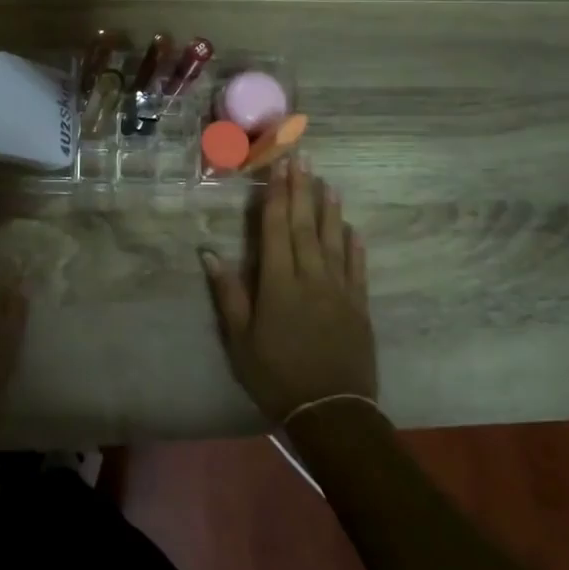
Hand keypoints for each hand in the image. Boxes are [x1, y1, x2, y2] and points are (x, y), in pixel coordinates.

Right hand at [201, 157, 374, 422]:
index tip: (279, 166)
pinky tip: (352, 229)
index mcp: (279, 283)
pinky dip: (354, 245)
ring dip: (329, 209)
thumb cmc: (276, 375)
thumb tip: (209, 253)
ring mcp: (340, 290)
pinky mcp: (359, 306)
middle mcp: (312, 277)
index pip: (276, 228)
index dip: (276, 195)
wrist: (331, 412)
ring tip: (327, 182)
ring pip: (334, 240)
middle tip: (302, 157)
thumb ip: (228, 293)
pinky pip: (357, 268)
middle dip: (301, 189)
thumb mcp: (240, 340)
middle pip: (304, 225)